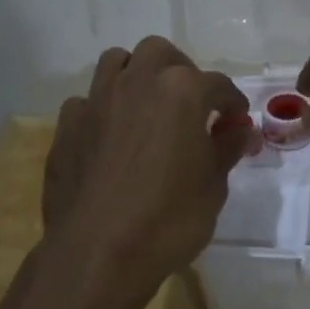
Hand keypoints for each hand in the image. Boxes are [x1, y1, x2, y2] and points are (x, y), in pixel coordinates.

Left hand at [44, 37, 252, 308]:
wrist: (97, 254)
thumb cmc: (169, 219)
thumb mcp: (213, 186)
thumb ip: (226, 148)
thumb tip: (241, 131)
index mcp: (182, 91)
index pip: (218, 85)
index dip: (232, 104)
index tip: (236, 122)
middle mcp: (137, 83)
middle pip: (161, 53)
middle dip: (181, 71)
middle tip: (192, 104)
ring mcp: (97, 101)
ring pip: (117, 62)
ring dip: (137, 75)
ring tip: (148, 107)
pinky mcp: (67, 127)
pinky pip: (87, 101)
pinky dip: (104, 109)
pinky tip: (111, 136)